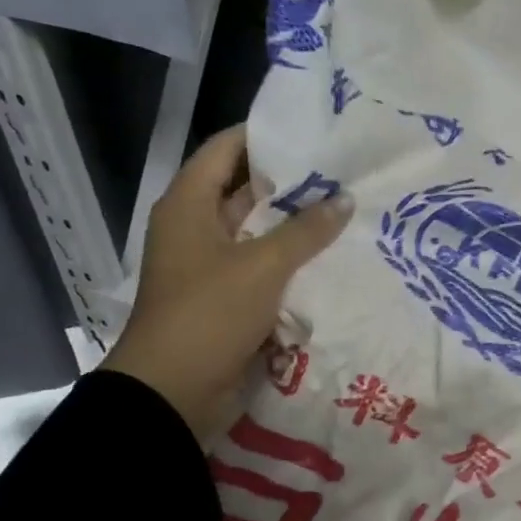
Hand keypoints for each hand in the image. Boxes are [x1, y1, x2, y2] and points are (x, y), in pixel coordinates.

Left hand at [99, 126, 350, 440]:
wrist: (174, 390)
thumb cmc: (209, 314)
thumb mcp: (262, 266)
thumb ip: (306, 231)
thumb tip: (344, 199)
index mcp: (189, 205)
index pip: (225, 150)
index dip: (263, 136)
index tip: (311, 129)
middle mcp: (197, 228)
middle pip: (245, 191)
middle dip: (291, 183)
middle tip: (343, 172)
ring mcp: (212, 265)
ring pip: (259, 233)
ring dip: (296, 226)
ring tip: (347, 210)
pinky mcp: (227, 298)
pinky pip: (264, 268)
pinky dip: (292, 262)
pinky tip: (331, 257)